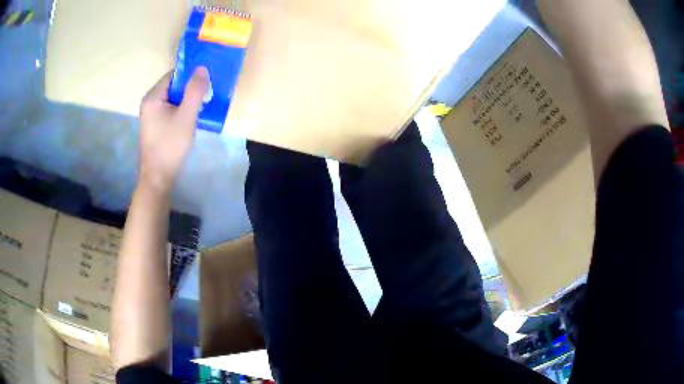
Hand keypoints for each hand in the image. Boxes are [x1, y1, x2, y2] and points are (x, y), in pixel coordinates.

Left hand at [138, 67, 209, 193]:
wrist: (158, 178)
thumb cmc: (170, 146)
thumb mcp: (186, 117)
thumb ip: (195, 91)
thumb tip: (203, 68)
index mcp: (153, 97)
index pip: (174, 75)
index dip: (191, 75)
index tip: (207, 80)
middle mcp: (150, 102)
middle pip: (174, 86)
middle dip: (191, 88)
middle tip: (208, 94)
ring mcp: (152, 115)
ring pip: (174, 98)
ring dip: (189, 99)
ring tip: (204, 105)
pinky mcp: (157, 125)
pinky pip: (172, 109)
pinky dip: (184, 109)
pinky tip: (194, 116)